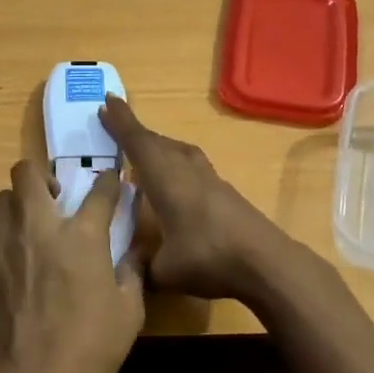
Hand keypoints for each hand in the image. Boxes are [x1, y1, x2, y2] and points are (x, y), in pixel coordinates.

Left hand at [0, 159, 145, 372]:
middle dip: (41, 175)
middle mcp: (38, 229)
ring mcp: (5, 248)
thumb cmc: (90, 347)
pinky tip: (22, 270)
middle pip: (26, 173)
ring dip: (17, 202)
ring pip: (0, 200)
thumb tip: (133, 251)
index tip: (113, 182)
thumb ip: (131, 271)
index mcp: (81, 236)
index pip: (99, 190)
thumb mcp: (129, 310)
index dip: (109, 181)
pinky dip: (10, 243)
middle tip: (57, 198)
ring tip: (33, 225)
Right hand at [101, 96, 297, 303]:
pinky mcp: (226, 194)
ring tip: (143, 153)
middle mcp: (188, 172)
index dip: (121, 123)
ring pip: (179, 152)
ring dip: (159, 146)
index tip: (106, 101)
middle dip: (136, 133)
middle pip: (159, 143)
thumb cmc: (209, 259)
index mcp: (167, 180)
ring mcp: (211, 181)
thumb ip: (142, 266)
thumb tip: (129, 268)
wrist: (267, 264)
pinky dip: (175, 165)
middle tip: (115, 125)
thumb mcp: (164, 271)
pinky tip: (173, 182)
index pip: (138, 144)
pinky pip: (192, 167)